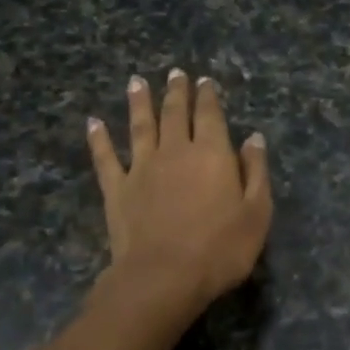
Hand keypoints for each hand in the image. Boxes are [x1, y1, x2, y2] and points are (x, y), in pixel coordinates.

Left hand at [87, 69, 271, 328]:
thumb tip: (253, 138)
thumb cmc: (220, 248)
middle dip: (176, 92)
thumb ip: (256, 172)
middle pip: (174, 113)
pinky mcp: (117, 189)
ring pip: (140, 126)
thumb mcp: (257, 212)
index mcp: (212, 153)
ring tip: (136, 82)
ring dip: (138, 102)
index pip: (209, 115)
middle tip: (175, 73)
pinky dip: (98, 139)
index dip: (207, 96)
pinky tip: (93, 123)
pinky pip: (105, 157)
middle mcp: (175, 151)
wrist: (164, 276)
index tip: (204, 80)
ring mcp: (142, 168)